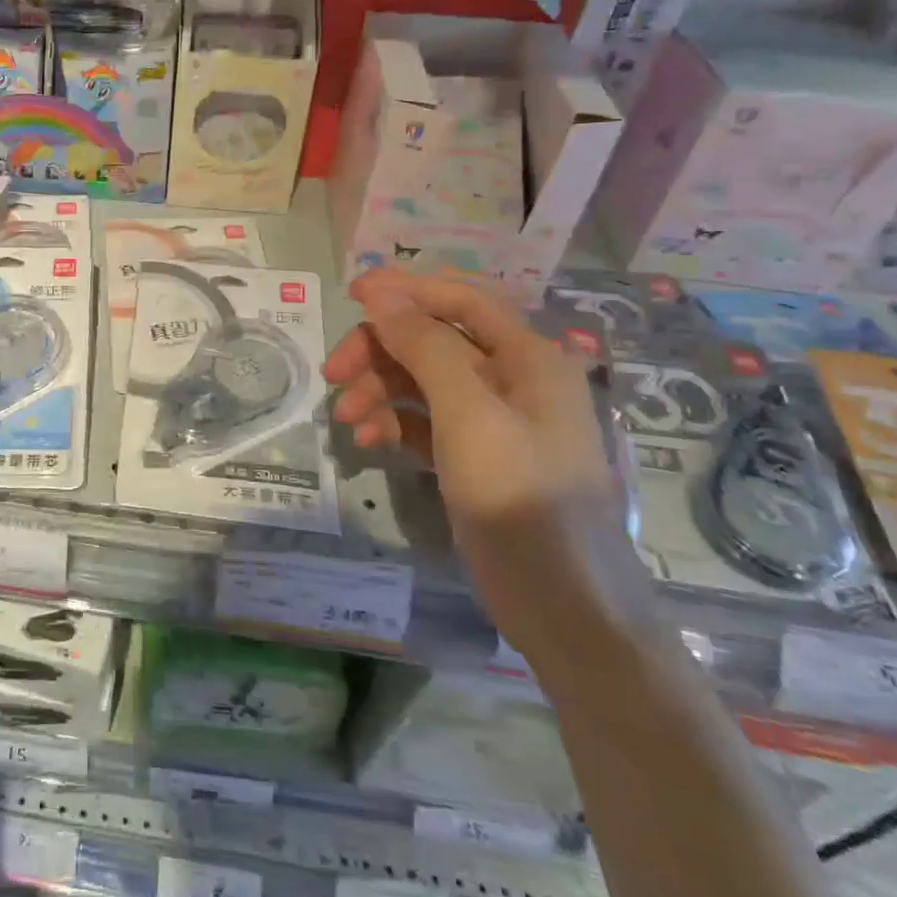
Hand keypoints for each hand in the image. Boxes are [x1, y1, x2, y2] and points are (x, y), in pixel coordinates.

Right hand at [324, 270, 651, 666]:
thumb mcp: (468, 413)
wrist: (563, 606)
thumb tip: (381, 293)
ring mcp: (492, 421)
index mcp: (527, 358)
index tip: (351, 292)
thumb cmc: (520, 496)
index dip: (406, 290)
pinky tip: (369, 442)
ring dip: (379, 391)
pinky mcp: (473, 457)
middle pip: (433, 341)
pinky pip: (423, 421)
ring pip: (422, 382)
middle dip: (380, 351)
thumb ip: (424, 346)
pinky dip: (393, 423)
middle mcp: (511, 380)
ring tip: (347, 421)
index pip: (461, 300)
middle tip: (333, 373)